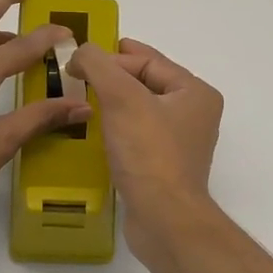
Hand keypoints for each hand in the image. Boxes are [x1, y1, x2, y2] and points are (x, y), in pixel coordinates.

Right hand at [67, 38, 223, 247]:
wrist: (164, 219)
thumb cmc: (149, 154)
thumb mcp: (122, 98)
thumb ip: (99, 65)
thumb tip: (80, 53)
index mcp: (195, 93)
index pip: (150, 60)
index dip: (112, 57)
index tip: (77, 60)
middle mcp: (194, 115)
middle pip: (147, 83)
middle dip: (113, 77)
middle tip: (78, 75)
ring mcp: (180, 144)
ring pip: (142, 110)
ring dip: (113, 103)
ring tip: (82, 99)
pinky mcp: (164, 168)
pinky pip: (138, 136)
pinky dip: (117, 129)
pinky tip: (96, 132)